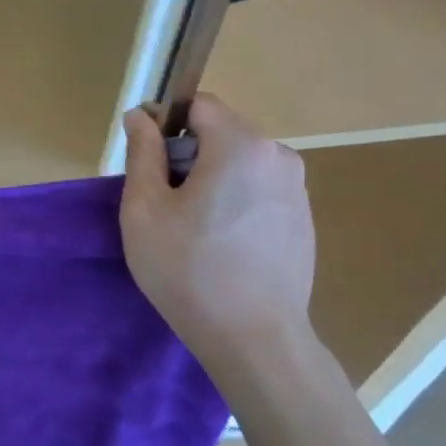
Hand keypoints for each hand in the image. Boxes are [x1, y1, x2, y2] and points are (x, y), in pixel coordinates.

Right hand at [120, 95, 316, 392]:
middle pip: (220, 134)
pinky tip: (221, 245)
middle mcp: (279, 156)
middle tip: (163, 204)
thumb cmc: (189, 270)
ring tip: (191, 229)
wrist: (255, 340)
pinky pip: (258, 191)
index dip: (166, 122)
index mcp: (241, 145)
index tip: (146, 162)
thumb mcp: (145, 209)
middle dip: (187, 156)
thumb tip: (141, 116)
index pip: (199, 105)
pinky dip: (234, 202)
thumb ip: (142, 152)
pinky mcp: (304, 220)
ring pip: (239, 164)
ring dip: (211, 180)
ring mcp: (297, 189)